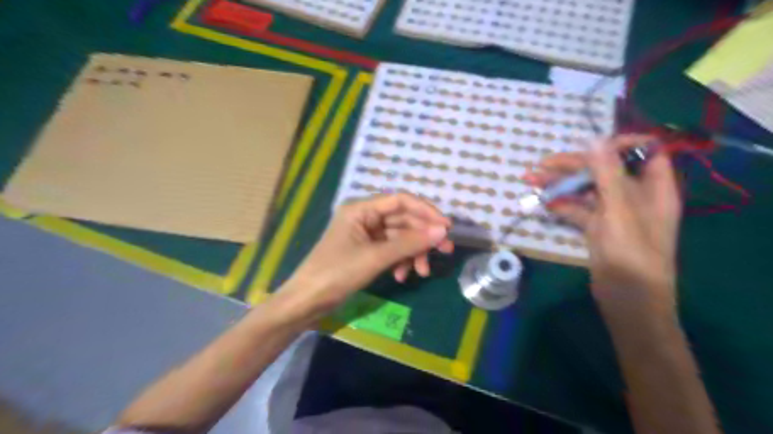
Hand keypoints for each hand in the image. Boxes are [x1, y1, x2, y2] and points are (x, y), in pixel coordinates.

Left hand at [275, 193, 453, 321]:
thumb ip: (410, 243)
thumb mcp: (376, 257)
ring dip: (412, 253)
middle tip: (445, 251)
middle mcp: (364, 217)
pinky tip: (401, 276)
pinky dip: (399, 261)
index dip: (426, 211)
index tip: (447, 227)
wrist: (307, 301)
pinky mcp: (366, 251)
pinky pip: (390, 250)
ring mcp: (365, 235)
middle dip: (422, 237)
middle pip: (402, 220)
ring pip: (399, 237)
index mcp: (361, 209)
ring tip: (421, 272)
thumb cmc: (337, 273)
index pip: (400, 201)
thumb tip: (442, 231)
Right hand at [525, 134, 681, 311]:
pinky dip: (561, 205)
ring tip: (531, 180)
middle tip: (540, 167)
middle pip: (604, 170)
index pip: (643, 152)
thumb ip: (607, 176)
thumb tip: (595, 140)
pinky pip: (578, 209)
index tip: (588, 148)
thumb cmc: (631, 256)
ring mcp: (614, 213)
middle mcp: (634, 197)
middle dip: (573, 166)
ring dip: (560, 185)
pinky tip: (542, 202)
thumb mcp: (619, 212)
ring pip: (586, 190)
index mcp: (653, 189)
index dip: (617, 145)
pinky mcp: (597, 228)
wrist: (627, 302)